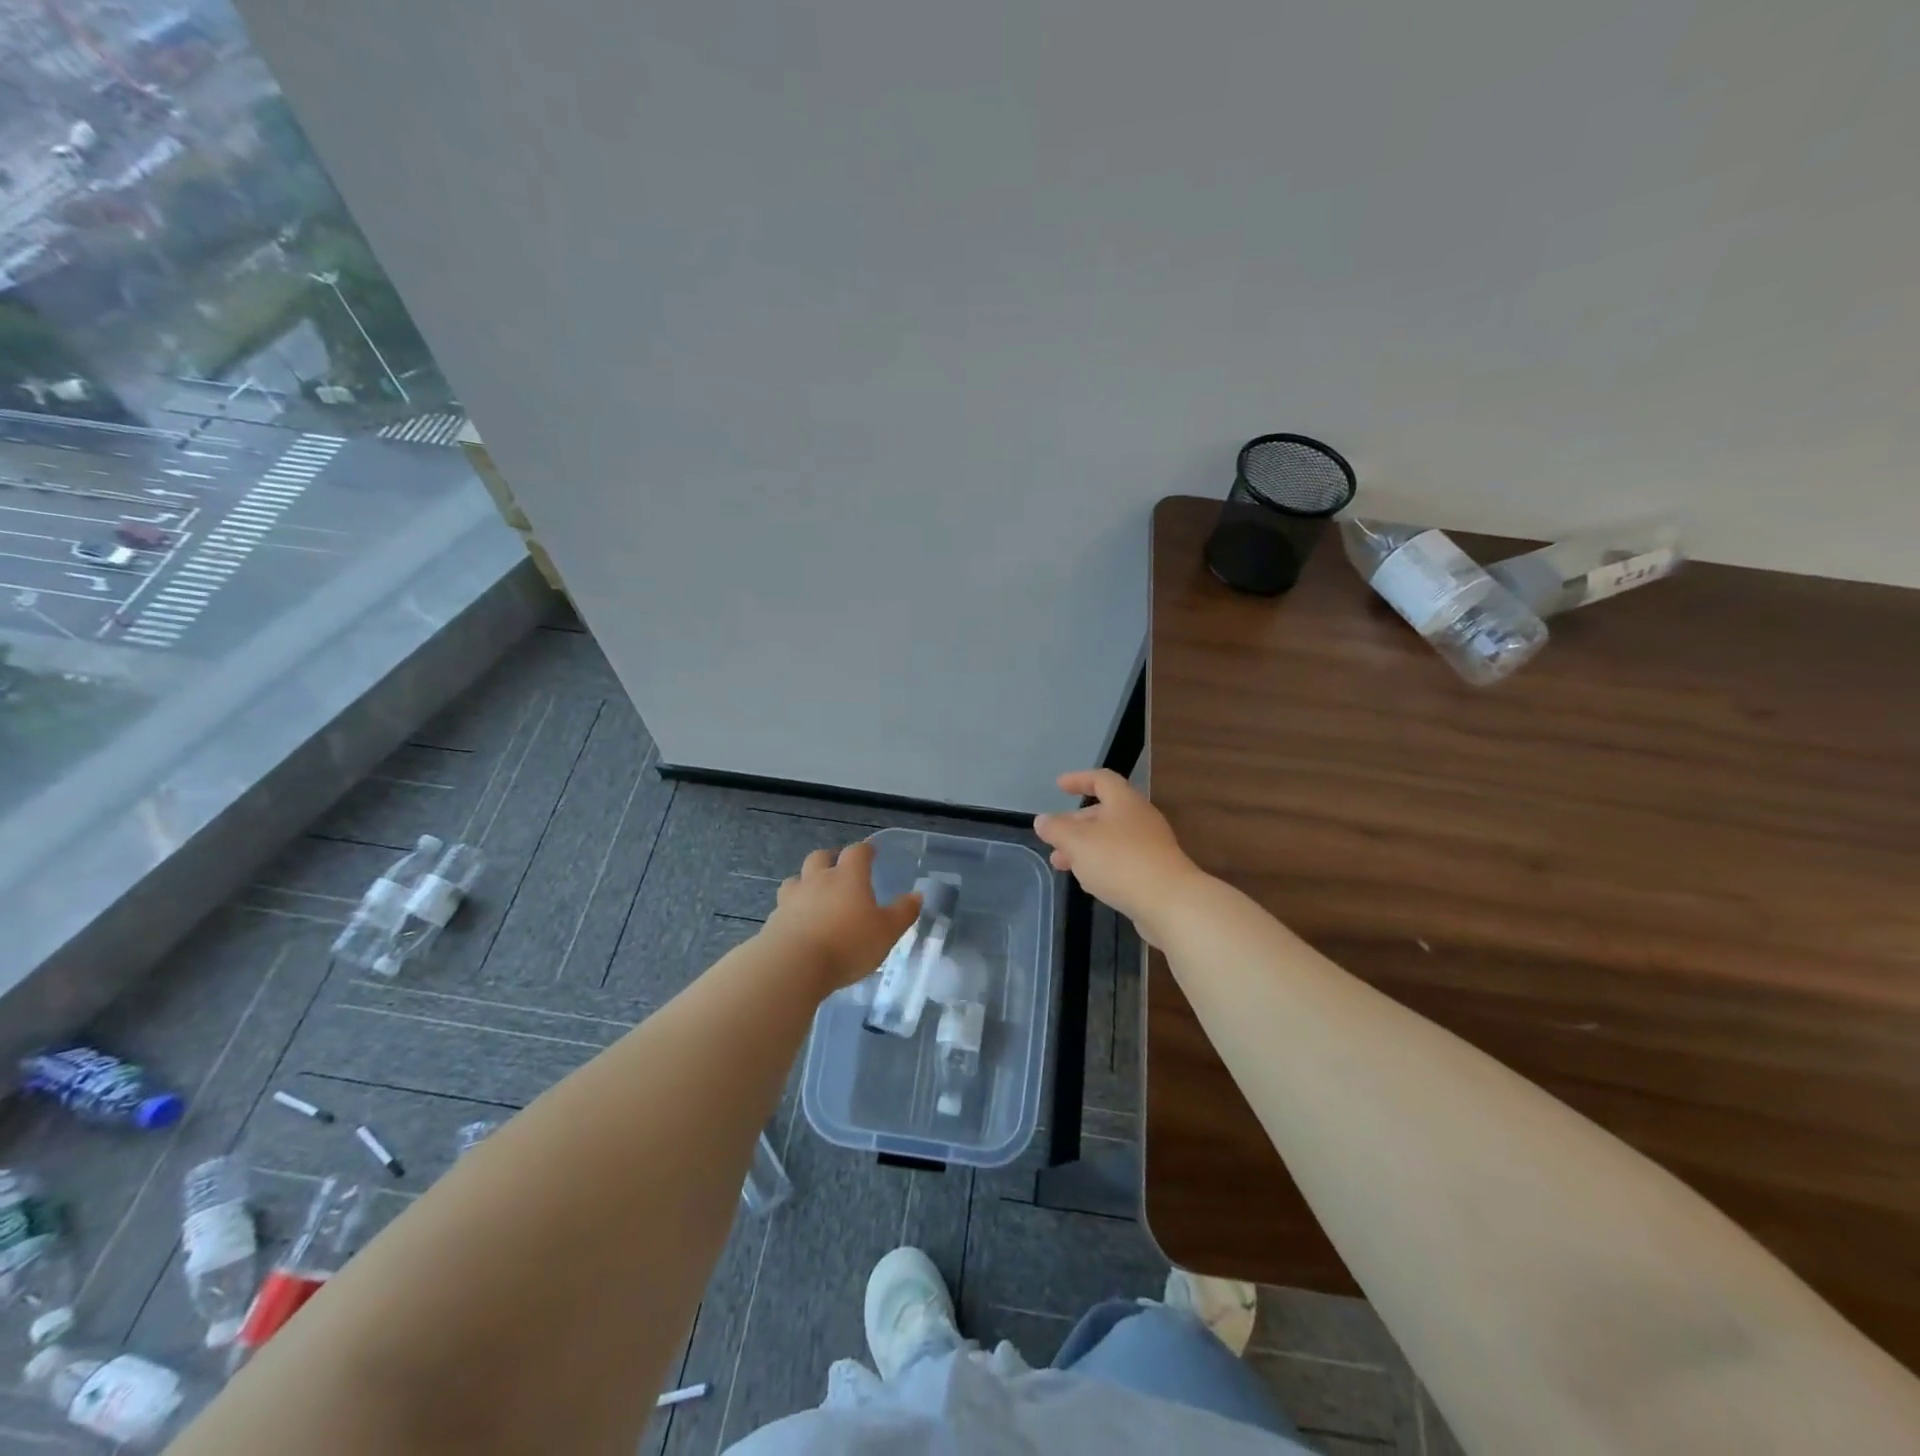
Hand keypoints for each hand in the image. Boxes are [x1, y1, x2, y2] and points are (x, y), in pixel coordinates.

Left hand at [762, 841, 921, 992]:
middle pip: (820, 857)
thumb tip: (917, 895)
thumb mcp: (887, 932)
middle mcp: (818, 880)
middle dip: (830, 859)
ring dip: (806, 882)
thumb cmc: (848, 944)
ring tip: (814, 895)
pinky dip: (792, 909)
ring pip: (796, 879)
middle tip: (839, 869)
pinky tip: (799, 923)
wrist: (794, 965)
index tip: (871, 852)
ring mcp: (792, 898)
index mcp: (848, 877)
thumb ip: (903, 912)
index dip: (865, 850)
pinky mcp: (774, 920)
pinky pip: (784, 906)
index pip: (857, 852)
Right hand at [1033, 769, 1204, 944]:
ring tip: (1061, 864)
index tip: (1059, 786)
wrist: (1170, 903)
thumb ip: (1057, 829)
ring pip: (1110, 839)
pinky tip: (1088, 882)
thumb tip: (1042, 820)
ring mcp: (1150, 846)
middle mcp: (1140, 818)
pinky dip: (1101, 865)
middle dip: (1075, 823)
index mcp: (1124, 802)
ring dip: (1084, 848)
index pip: (1101, 779)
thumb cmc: (1120, 861)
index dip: (1079, 780)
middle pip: (1104, 812)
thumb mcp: (1078, 842)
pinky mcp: (1155, 872)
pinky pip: (1122, 861)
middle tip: (1053, 837)